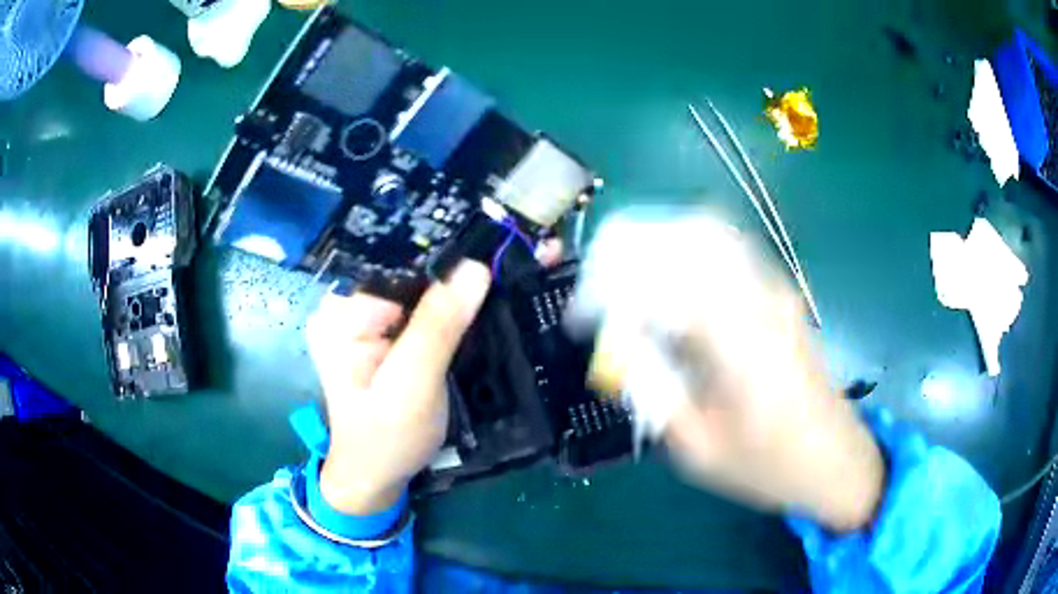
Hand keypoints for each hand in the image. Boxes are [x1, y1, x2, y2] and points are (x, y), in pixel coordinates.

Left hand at [305, 261, 491, 514]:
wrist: (377, 475)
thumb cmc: (387, 438)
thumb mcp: (411, 386)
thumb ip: (438, 327)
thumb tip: (474, 267)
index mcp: (341, 313)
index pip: (395, 262)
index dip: (444, 251)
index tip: (494, 241)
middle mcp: (349, 306)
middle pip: (408, 272)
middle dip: (456, 267)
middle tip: (512, 255)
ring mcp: (367, 319)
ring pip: (419, 288)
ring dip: (459, 285)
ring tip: (505, 270)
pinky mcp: (386, 333)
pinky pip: (423, 308)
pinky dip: (453, 305)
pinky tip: (483, 298)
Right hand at [573, 213, 884, 531]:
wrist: (834, 457)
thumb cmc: (768, 465)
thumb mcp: (700, 448)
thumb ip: (656, 388)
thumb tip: (619, 340)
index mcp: (742, 344)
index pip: (667, 280)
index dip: (614, 286)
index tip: (583, 315)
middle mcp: (762, 301)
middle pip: (693, 233)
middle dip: (635, 244)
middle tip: (599, 277)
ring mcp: (777, 291)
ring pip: (712, 233)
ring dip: (662, 242)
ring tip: (626, 274)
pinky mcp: (781, 296)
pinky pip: (729, 250)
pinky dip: (689, 250)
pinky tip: (670, 281)